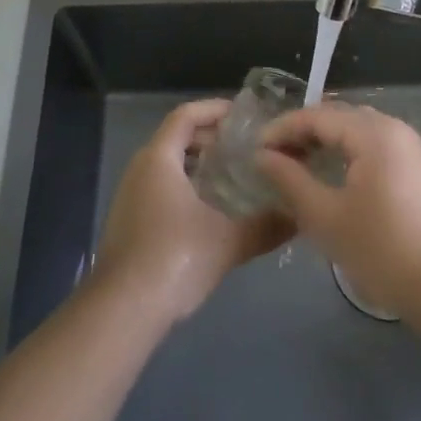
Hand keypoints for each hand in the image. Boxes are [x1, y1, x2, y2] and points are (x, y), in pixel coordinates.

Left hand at [94, 98, 293, 325]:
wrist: (122, 311)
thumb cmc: (174, 259)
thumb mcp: (228, 241)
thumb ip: (265, 226)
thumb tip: (298, 217)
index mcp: (159, 159)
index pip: (185, 115)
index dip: (213, 109)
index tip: (242, 115)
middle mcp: (140, 169)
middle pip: (175, 138)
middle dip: (208, 138)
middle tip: (243, 146)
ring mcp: (130, 197)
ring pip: (167, 165)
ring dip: (197, 165)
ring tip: (231, 176)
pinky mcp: (128, 223)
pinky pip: (160, 188)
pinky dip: (185, 186)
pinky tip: (209, 211)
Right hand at [255, 104, 420, 323]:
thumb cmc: (383, 251)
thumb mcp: (326, 217)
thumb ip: (290, 181)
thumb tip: (262, 156)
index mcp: (373, 133)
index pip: (317, 115)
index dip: (282, 129)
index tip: (254, 150)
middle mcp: (393, 128)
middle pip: (338, 116)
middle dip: (302, 132)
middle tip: (272, 157)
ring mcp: (409, 146)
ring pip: (356, 130)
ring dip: (324, 142)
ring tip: (295, 165)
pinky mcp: (416, 167)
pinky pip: (372, 145)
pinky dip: (346, 153)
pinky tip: (330, 176)